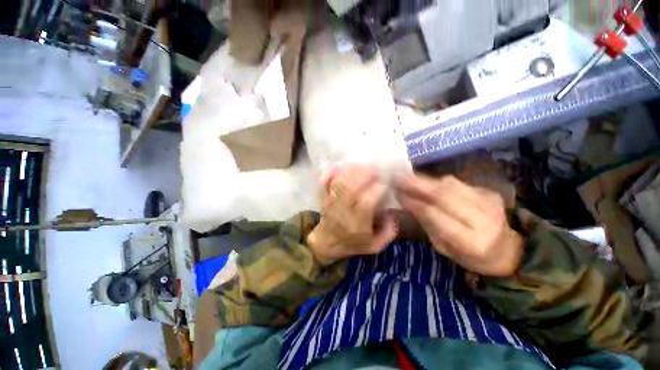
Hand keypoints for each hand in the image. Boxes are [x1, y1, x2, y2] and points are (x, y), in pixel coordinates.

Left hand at [308, 165, 398, 264]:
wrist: (326, 243)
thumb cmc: (351, 244)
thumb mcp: (374, 246)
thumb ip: (388, 232)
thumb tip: (393, 213)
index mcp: (357, 222)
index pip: (368, 200)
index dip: (379, 189)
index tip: (386, 184)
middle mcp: (344, 209)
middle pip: (352, 187)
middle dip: (364, 174)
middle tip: (376, 169)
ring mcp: (332, 201)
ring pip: (340, 182)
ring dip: (351, 171)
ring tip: (363, 165)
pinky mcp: (325, 196)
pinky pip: (327, 182)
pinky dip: (334, 173)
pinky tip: (343, 167)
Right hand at [395, 174, 522, 276]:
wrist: (508, 249)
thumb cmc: (470, 255)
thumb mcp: (444, 247)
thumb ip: (427, 222)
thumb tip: (407, 201)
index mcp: (471, 241)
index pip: (435, 215)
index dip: (414, 201)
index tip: (397, 193)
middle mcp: (483, 219)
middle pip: (444, 195)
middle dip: (416, 184)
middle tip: (396, 176)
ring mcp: (489, 202)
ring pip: (450, 185)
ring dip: (424, 180)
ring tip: (406, 176)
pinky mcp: (488, 192)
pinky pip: (456, 183)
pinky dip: (436, 181)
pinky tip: (423, 181)